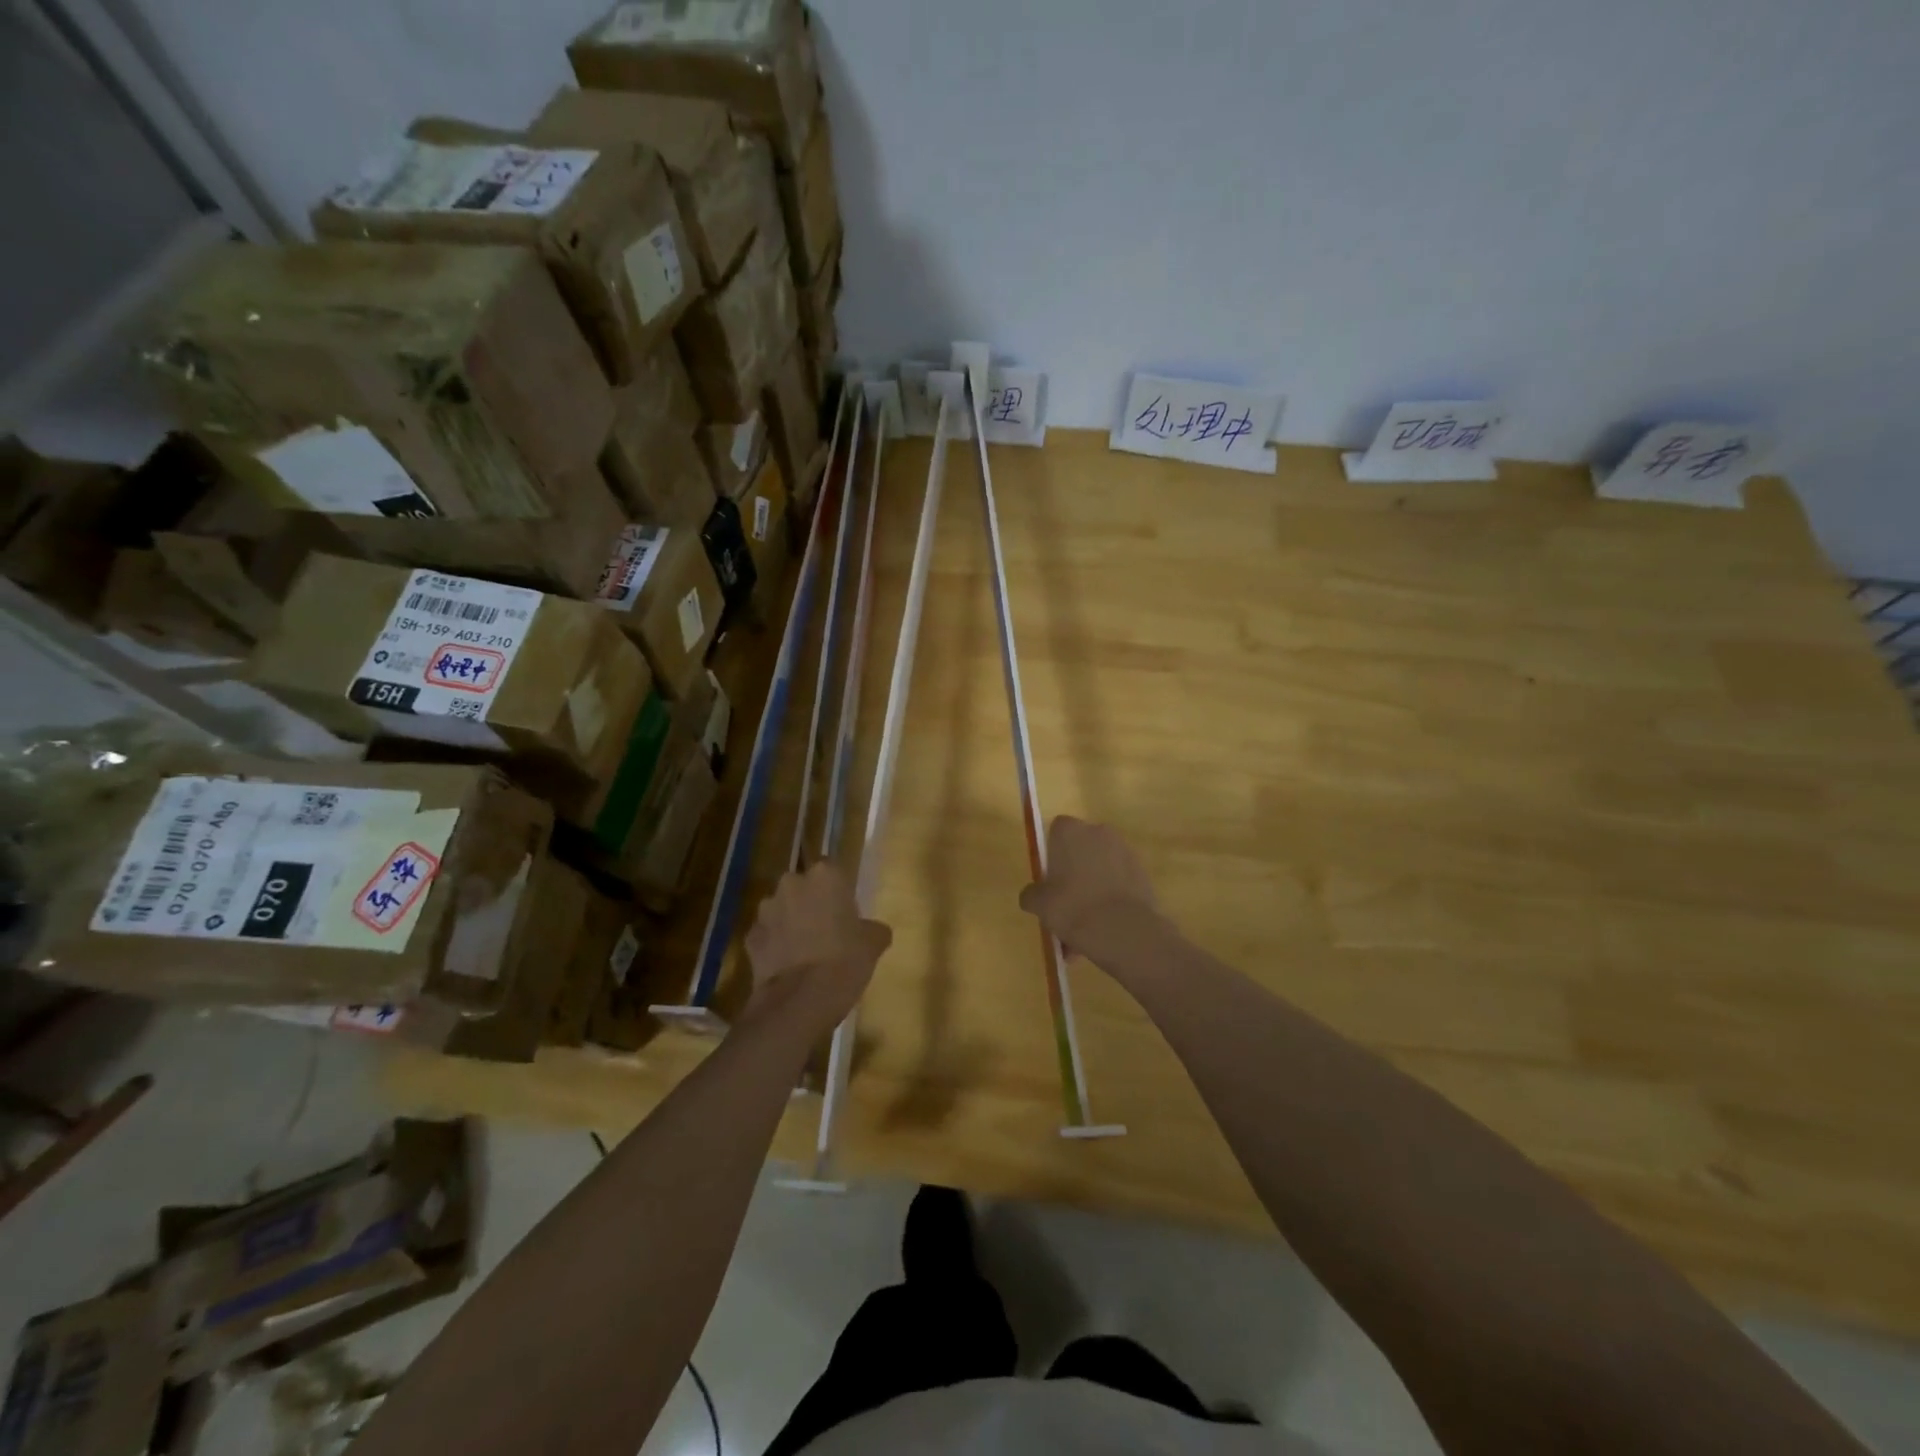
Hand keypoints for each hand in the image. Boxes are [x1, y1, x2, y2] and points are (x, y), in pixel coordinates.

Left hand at [744, 861, 891, 1031]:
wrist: (800, 1000)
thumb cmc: (845, 961)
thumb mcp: (874, 943)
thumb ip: (873, 929)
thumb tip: (873, 931)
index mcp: (825, 876)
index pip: (832, 869)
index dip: (838, 890)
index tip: (845, 910)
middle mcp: (792, 883)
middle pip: (803, 886)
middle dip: (811, 902)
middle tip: (826, 929)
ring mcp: (766, 910)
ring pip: (781, 909)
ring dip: (790, 922)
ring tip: (804, 950)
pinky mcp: (750, 937)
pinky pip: (767, 935)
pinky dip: (774, 945)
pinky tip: (787, 966)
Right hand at [1018, 817, 1163, 967]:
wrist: (1124, 929)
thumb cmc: (1073, 907)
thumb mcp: (1040, 904)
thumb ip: (1031, 895)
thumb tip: (1031, 895)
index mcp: (1071, 831)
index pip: (1057, 829)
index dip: (1052, 852)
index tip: (1050, 877)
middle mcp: (1099, 832)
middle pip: (1081, 848)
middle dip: (1074, 871)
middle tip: (1066, 901)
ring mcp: (1125, 851)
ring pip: (1101, 867)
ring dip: (1094, 886)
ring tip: (1085, 924)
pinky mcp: (1142, 872)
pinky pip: (1119, 881)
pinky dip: (1112, 897)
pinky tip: (1104, 926)